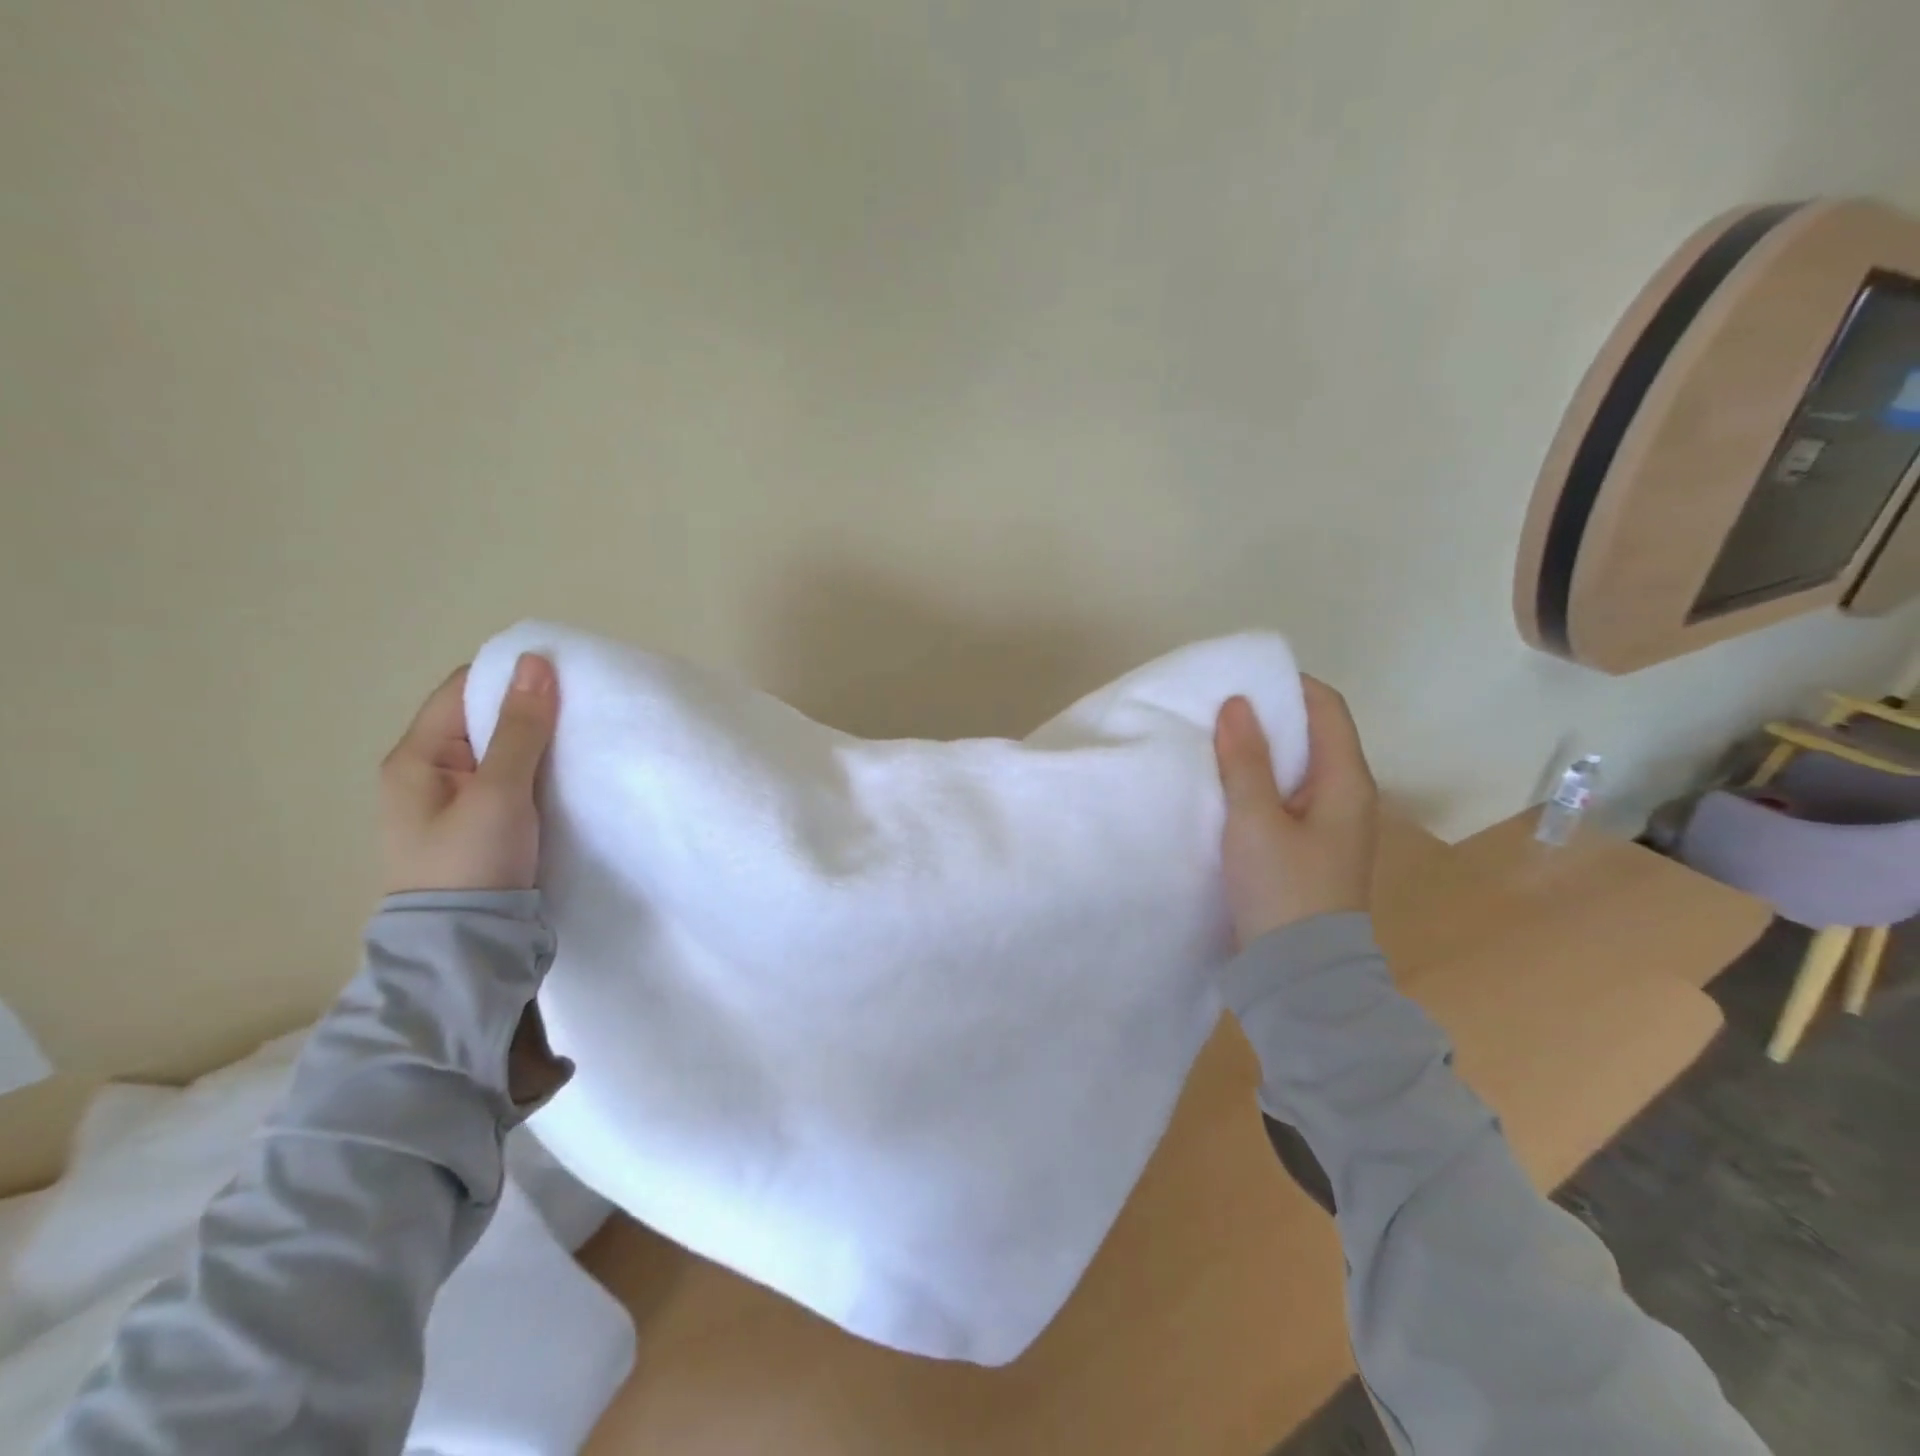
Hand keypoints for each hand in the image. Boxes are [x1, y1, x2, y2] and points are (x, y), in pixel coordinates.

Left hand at [380, 653, 559, 895]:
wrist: (465, 947)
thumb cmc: (474, 862)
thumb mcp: (501, 791)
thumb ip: (520, 729)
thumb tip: (536, 662)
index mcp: (416, 758)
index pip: (463, 690)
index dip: (510, 678)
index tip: (564, 678)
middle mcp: (427, 773)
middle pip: (481, 719)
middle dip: (527, 709)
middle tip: (580, 709)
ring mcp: (452, 801)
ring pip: (499, 750)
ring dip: (535, 741)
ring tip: (579, 738)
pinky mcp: (478, 824)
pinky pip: (508, 778)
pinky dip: (535, 769)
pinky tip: (564, 773)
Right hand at [1213, 676, 1378, 947]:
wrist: (1301, 975)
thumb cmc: (1282, 890)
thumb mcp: (1255, 821)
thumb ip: (1246, 761)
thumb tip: (1237, 703)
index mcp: (1345, 782)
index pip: (1326, 708)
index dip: (1288, 685)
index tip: (1240, 679)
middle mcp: (1346, 797)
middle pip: (1312, 735)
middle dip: (1268, 716)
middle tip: (1217, 709)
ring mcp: (1329, 825)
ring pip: (1296, 768)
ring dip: (1261, 751)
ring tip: (1214, 742)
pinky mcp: (1308, 848)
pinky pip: (1285, 796)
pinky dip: (1259, 781)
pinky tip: (1225, 786)